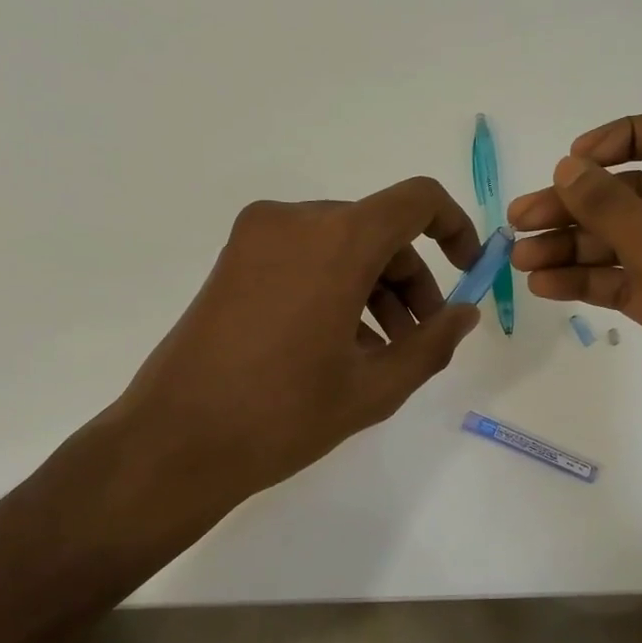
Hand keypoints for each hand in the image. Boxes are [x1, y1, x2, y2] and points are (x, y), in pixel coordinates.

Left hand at [49, 177, 483, 531]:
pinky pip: (304, 256)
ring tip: (382, 351)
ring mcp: (257, 237)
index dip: (453, 228)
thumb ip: (432, 343)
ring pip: (340, 243)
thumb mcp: (375, 387)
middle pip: (377, 229)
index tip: (465, 271)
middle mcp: (295, 220)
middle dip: (410, 278)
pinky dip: (334, 286)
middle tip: (421, 336)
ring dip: (373, 287)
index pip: (416, 201)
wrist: (175, 441)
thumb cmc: (284, 415)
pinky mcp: (233, 259)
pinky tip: (340, 345)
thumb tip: (464, 312)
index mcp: (336, 240)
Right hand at [508, 108, 641, 480]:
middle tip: (519, 222)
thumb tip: (569, 166)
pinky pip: (631, 280)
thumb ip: (612, 209)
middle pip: (637, 194)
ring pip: (628, 241)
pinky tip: (547, 287)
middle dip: (577, 207)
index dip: (620, 138)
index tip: (571, 163)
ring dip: (574, 248)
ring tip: (521, 262)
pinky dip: (592, 281)